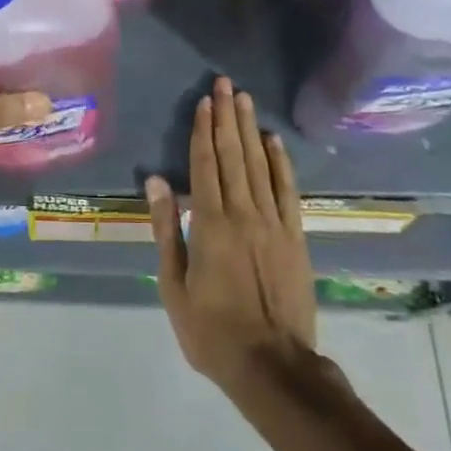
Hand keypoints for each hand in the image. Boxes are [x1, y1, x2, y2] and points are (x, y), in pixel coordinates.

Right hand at [148, 77, 315, 391]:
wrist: (273, 366)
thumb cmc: (212, 331)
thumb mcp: (174, 286)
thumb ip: (166, 229)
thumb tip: (156, 182)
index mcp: (210, 224)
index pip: (205, 165)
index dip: (202, 131)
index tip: (203, 101)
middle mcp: (243, 213)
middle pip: (233, 155)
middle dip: (227, 117)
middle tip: (225, 83)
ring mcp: (274, 223)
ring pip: (260, 165)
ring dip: (250, 129)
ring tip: (244, 99)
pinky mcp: (295, 236)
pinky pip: (287, 191)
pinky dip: (281, 163)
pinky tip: (274, 140)